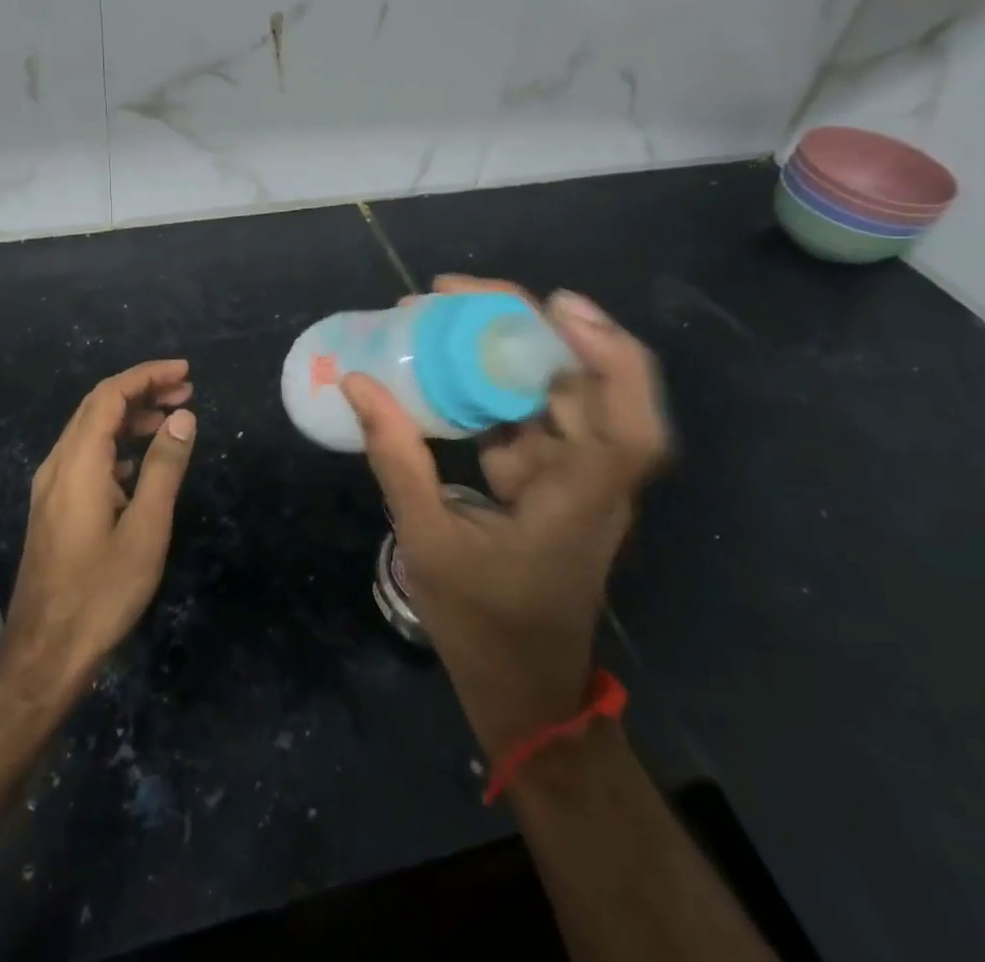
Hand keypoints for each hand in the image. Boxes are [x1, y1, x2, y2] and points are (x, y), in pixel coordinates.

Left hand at [2, 360, 197, 693]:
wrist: (45, 651)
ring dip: (130, 416)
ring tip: (171, 420)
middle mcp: (58, 464)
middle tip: (185, 391)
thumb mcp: (145, 529)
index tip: (185, 372)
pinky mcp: (53, 506)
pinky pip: (85, 456)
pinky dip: (117, 444)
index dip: (147, 375)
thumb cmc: (101, 591)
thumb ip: (164, 467)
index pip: (110, 395)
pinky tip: (141, 462)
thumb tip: (183, 417)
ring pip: (90, 430)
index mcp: (78, 463)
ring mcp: (51, 486)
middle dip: (141, 390)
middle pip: (97, 406)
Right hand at [342, 278, 668, 753]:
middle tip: (452, 293)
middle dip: (524, 324)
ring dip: (501, 347)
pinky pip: (521, 414)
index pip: (627, 420)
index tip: (555, 304)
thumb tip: (357, 383)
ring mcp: (569, 474)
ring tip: (437, 314)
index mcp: (580, 498)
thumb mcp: (429, 542)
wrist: (522, 691)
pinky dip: (486, 384)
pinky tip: (440, 363)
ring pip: (549, 390)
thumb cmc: (485, 627)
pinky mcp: (545, 478)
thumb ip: (396, 458)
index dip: (606, 354)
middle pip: (583, 381)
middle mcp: (589, 476)